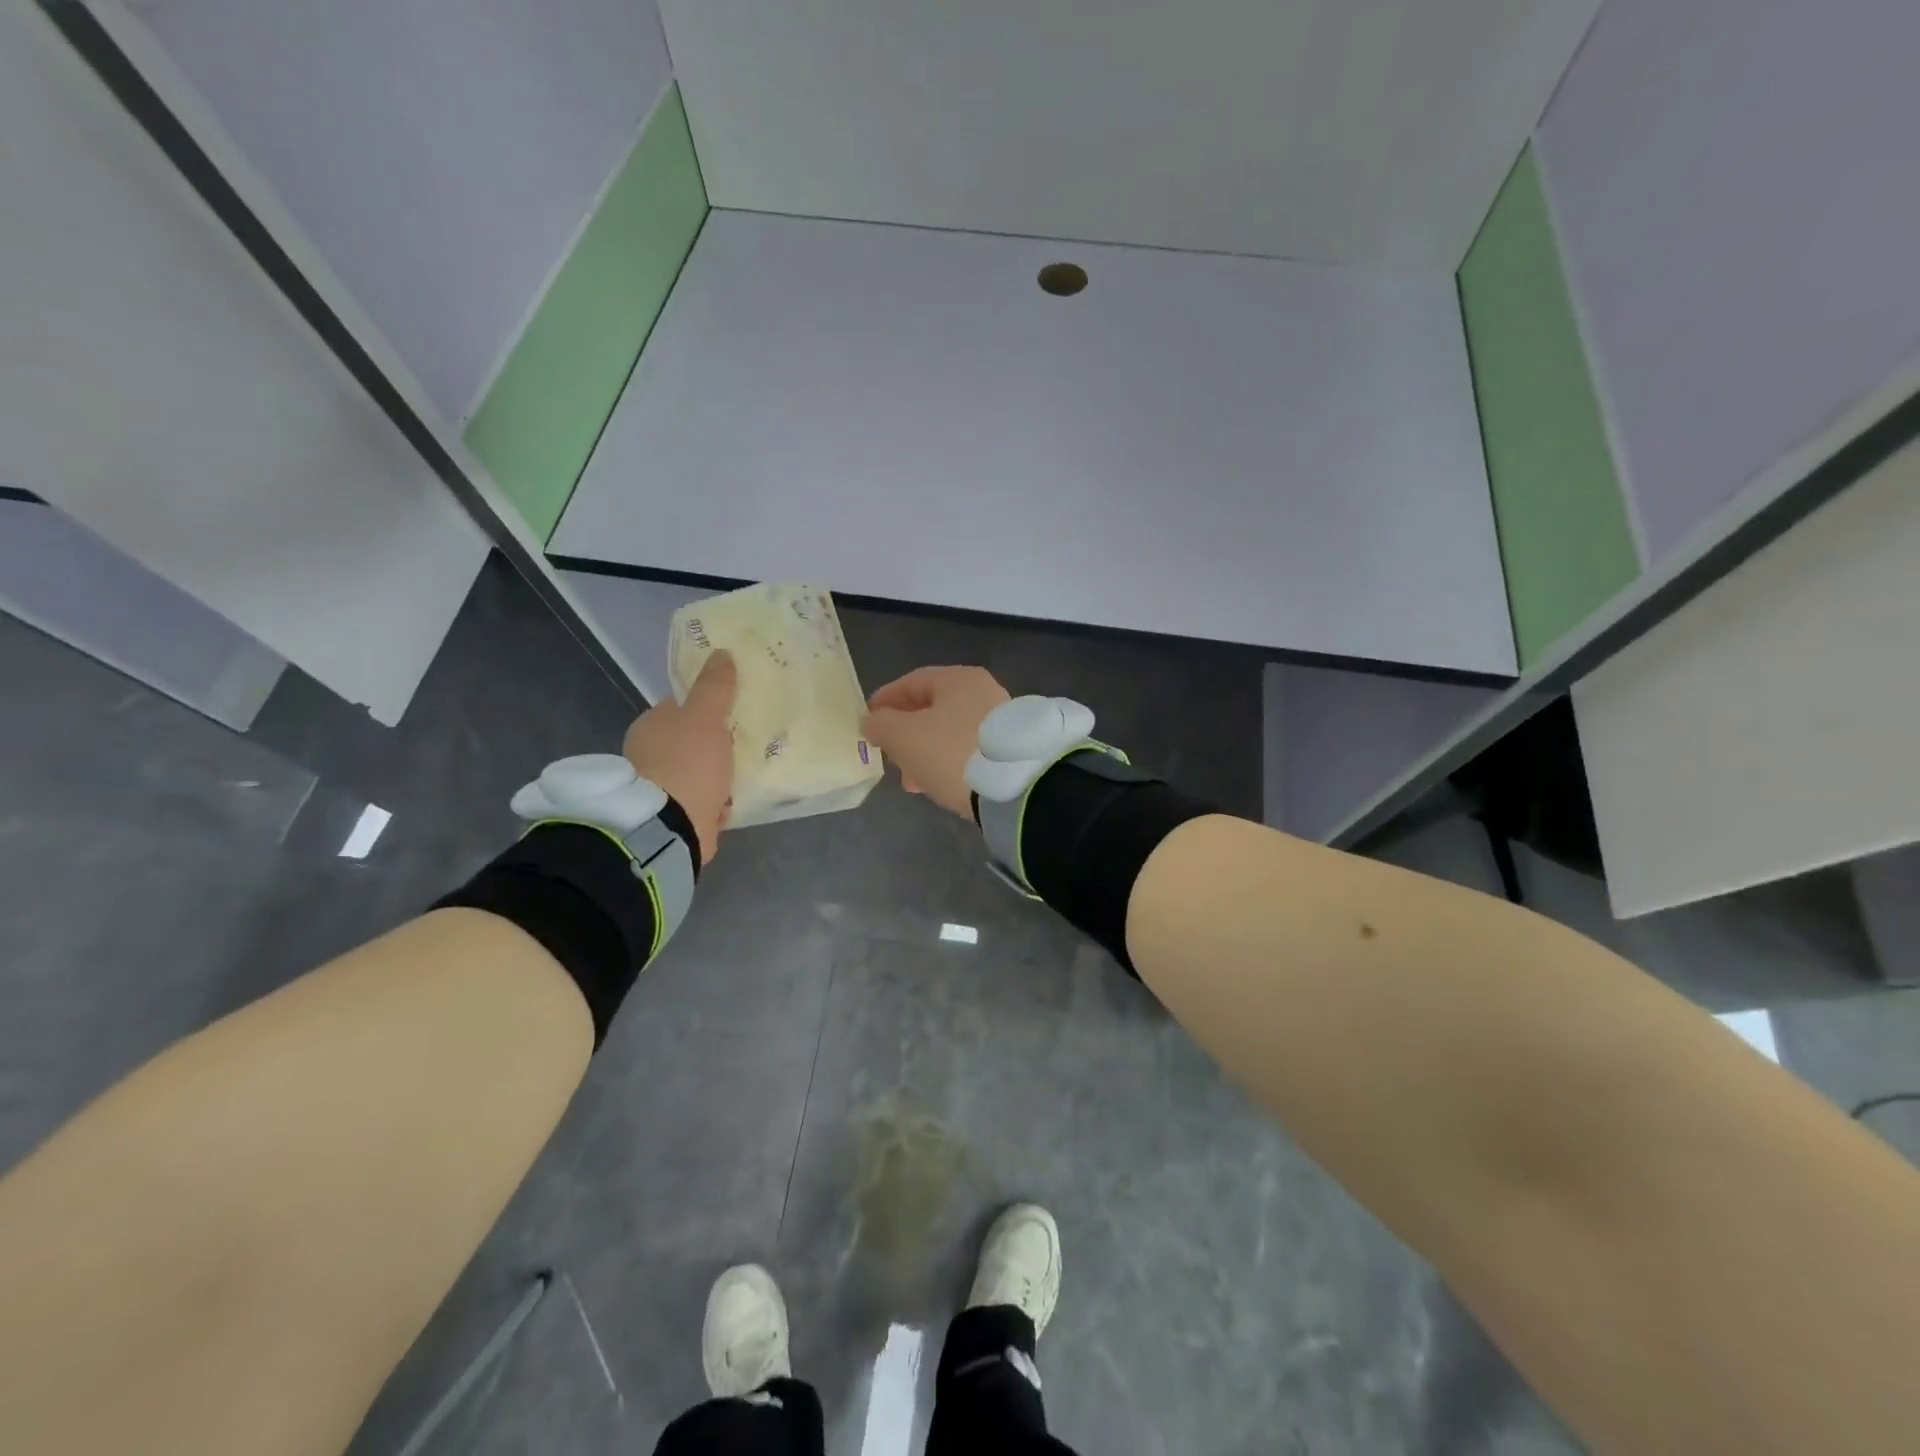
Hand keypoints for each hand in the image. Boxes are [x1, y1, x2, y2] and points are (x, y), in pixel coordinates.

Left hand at [622, 652, 736, 862]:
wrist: (673, 825)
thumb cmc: (688, 762)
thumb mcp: (706, 716)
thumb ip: (715, 686)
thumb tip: (721, 652)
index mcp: (651, 726)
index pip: (681, 707)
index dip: (708, 706)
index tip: (734, 710)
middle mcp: (649, 755)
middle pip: (691, 740)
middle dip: (715, 743)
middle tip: (746, 741)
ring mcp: (660, 788)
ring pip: (697, 772)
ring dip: (718, 775)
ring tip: (746, 771)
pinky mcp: (674, 816)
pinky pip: (701, 801)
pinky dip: (716, 801)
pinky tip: (734, 800)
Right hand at [860, 666, 1009, 819]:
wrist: (1012, 787)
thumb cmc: (951, 752)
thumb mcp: (904, 737)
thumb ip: (880, 725)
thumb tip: (871, 721)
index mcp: (958, 679)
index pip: (913, 681)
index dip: (886, 700)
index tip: (867, 719)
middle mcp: (983, 692)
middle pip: (932, 708)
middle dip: (904, 733)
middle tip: (887, 754)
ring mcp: (999, 721)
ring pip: (948, 732)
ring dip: (923, 753)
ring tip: (910, 781)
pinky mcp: (1008, 748)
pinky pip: (966, 750)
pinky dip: (946, 762)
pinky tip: (936, 785)